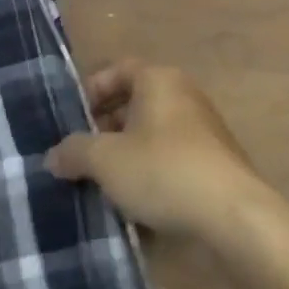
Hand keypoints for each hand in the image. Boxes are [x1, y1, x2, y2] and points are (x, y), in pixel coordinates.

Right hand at [47, 60, 269, 238]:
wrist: (235, 217)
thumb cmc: (163, 171)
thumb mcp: (105, 161)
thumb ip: (74, 152)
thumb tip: (53, 156)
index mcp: (157, 79)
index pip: (116, 70)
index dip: (91, 91)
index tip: (72, 119)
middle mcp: (183, 94)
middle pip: (134, 102)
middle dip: (105, 127)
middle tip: (83, 154)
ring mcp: (204, 129)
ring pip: (153, 133)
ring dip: (128, 153)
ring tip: (105, 182)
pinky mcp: (217, 163)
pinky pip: (173, 158)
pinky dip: (152, 172)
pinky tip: (138, 203)